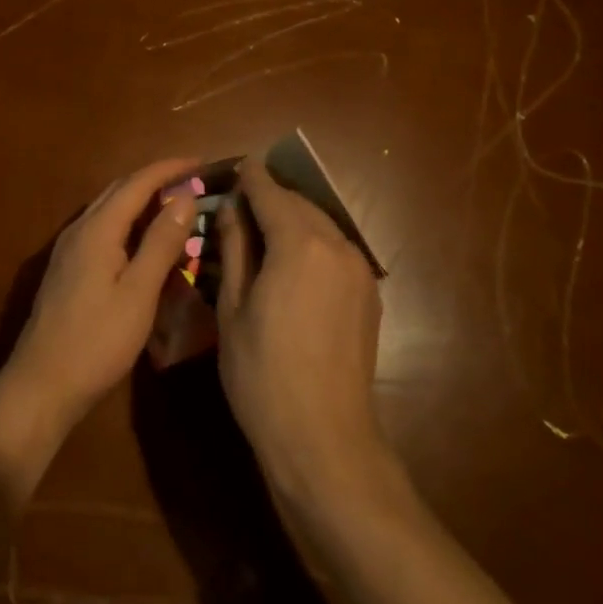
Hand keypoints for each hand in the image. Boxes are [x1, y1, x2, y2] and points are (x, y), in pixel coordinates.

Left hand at [0, 157, 199, 446]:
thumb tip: (185, 195)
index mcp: (97, 229)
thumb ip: (161, 242)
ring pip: (109, 208)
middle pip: (119, 190)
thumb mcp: (139, 293)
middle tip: (193, 181)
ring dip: (141, 199)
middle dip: (156, 179)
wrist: (41, 384)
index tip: (202, 162)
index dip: (170, 168)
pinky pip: (102, 228)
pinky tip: (143, 239)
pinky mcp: (67, 268)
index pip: (137, 183)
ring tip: (175, 204)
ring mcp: (69, 249)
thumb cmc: (97, 341)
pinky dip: (128, 221)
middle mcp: (79, 229)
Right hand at [216, 156, 387, 501]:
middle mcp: (337, 246)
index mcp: (299, 243)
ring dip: (293, 220)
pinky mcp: (369, 295)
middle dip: (271, 197)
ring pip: (321, 226)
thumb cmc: (262, 373)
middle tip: (240, 203)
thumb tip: (232, 209)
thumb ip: (235, 249)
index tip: (236, 165)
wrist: (323, 438)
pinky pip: (336, 251)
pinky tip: (291, 263)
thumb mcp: (233, 308)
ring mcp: (360, 271)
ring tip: (262, 231)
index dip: (250, 177)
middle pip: (299, 205)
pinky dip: (311, 243)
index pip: (270, 193)